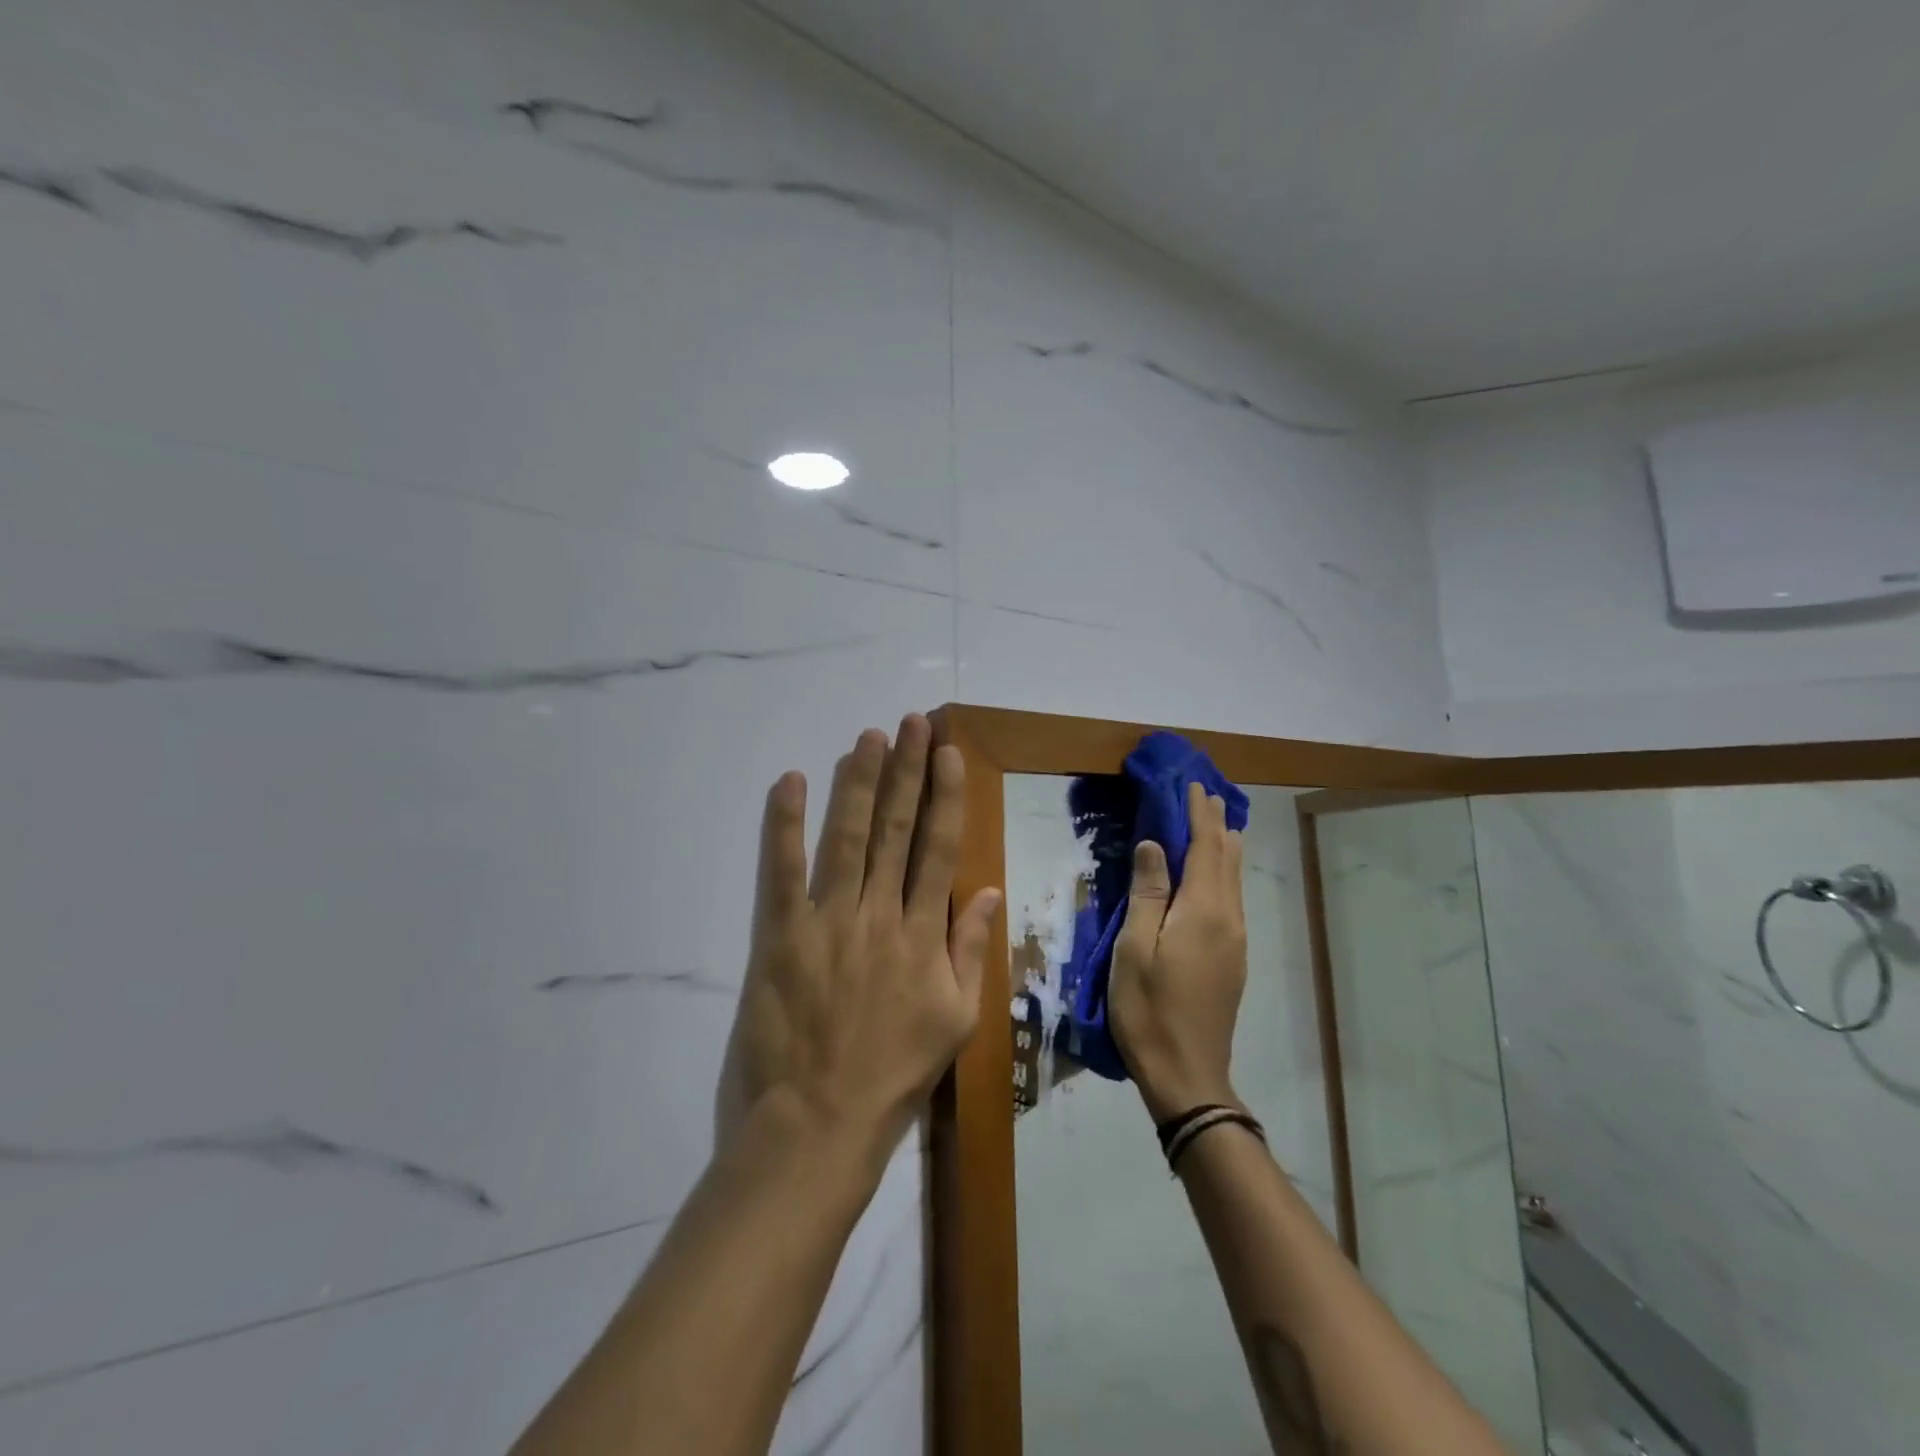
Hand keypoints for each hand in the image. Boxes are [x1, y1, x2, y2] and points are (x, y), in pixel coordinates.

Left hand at [715, 715, 1001, 1172]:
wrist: (818, 1127)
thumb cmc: (893, 1078)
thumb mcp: (955, 1022)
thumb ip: (971, 952)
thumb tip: (986, 891)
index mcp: (923, 935)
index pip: (939, 849)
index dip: (945, 796)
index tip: (948, 753)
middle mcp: (879, 915)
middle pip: (897, 830)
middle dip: (906, 771)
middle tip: (912, 723)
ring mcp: (828, 922)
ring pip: (847, 838)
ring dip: (858, 783)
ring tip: (868, 737)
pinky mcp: (780, 936)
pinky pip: (781, 871)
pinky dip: (785, 824)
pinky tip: (790, 781)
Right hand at [1109, 782, 1247, 1123]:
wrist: (1187, 1074)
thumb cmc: (1149, 1009)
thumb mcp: (1135, 947)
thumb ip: (1148, 892)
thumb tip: (1155, 844)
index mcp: (1204, 911)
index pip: (1206, 847)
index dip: (1198, 814)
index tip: (1192, 784)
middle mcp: (1229, 919)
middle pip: (1227, 859)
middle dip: (1216, 824)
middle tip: (1204, 795)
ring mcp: (1236, 941)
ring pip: (1235, 880)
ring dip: (1223, 847)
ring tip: (1214, 824)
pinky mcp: (1233, 958)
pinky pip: (1232, 899)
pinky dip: (1223, 872)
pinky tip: (1213, 874)